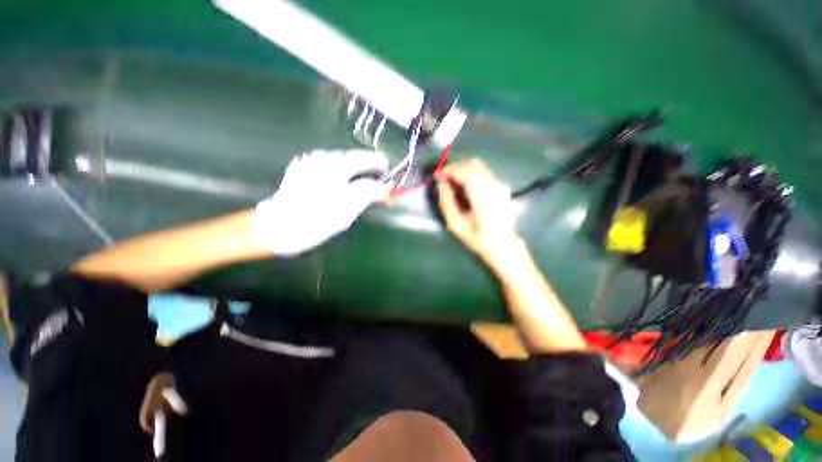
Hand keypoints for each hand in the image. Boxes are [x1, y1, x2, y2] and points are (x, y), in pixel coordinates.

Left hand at [254, 149, 389, 255]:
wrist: (278, 226)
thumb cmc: (316, 222)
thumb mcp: (347, 213)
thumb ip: (367, 196)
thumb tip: (384, 188)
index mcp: (336, 170)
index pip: (364, 162)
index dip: (378, 164)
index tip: (388, 168)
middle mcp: (322, 160)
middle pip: (352, 157)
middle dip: (367, 161)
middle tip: (378, 168)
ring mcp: (309, 161)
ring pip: (339, 158)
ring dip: (352, 163)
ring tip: (362, 172)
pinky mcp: (300, 165)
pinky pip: (325, 162)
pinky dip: (337, 166)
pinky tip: (340, 174)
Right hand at [435, 159, 521, 265]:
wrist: (503, 243)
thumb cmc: (477, 237)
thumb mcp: (456, 224)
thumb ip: (446, 202)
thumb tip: (441, 183)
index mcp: (483, 198)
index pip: (466, 173)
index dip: (449, 170)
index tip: (437, 175)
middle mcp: (494, 187)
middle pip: (472, 164)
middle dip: (455, 168)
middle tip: (443, 179)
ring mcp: (500, 185)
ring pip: (478, 165)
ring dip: (462, 170)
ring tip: (451, 182)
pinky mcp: (501, 185)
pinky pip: (482, 172)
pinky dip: (469, 173)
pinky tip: (463, 185)